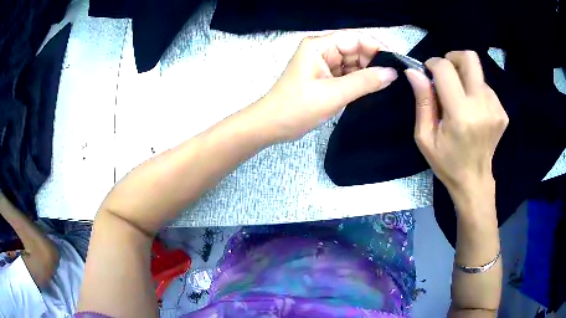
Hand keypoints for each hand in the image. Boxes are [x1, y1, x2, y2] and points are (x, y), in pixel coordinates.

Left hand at [254, 31, 397, 141]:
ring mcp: (324, 64)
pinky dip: (360, 82)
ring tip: (388, 86)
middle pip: (356, 50)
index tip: (396, 63)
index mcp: (320, 45)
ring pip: (354, 64)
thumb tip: (393, 73)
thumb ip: (365, 82)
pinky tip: (373, 91)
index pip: (355, 38)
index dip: (377, 48)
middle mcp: (323, 50)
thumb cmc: (297, 107)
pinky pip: (348, 75)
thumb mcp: (333, 94)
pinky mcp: (325, 78)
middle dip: (374, 62)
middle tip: (394, 79)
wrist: (271, 126)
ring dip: (368, 74)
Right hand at [405, 51, 508, 209]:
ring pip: (477, 73)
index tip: (428, 72)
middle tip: (446, 74)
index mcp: (460, 115)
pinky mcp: (502, 112)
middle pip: (470, 58)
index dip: (433, 63)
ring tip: (461, 101)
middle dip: (453, 58)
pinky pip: (486, 87)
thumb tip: (414, 71)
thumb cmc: (446, 162)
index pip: (445, 69)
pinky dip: (476, 92)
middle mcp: (482, 107)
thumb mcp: (425, 137)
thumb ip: (422, 101)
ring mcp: (495, 109)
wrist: (474, 181)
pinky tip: (473, 111)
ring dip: (465, 79)